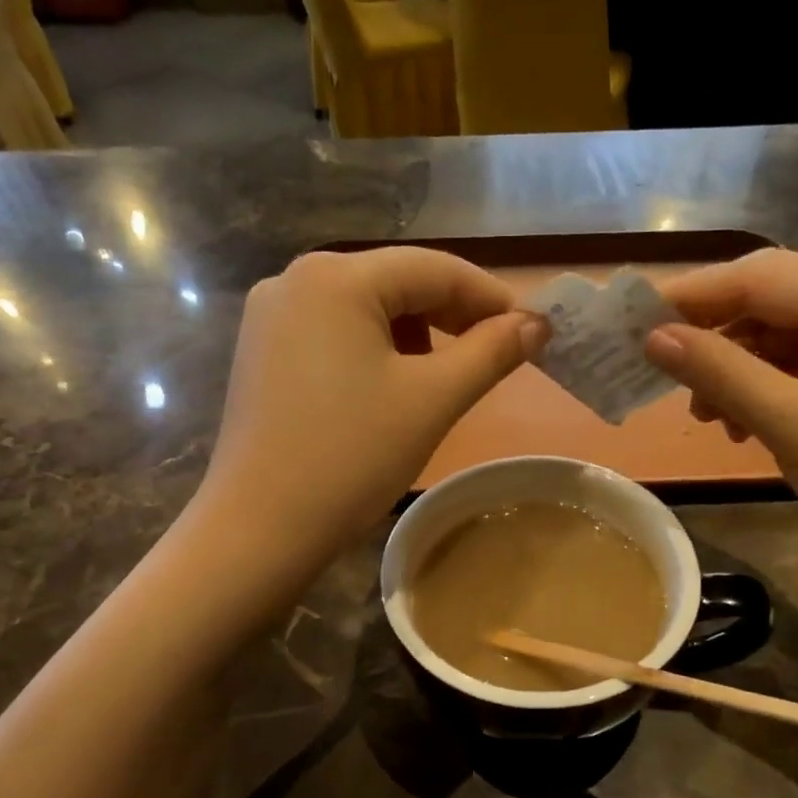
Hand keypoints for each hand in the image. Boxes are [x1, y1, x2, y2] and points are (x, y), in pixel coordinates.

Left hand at [201, 247, 543, 557]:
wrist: (260, 529)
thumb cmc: (352, 458)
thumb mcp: (432, 401)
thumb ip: (491, 352)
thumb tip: (537, 324)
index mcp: (335, 277)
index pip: (434, 268)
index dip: (490, 297)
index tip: (532, 330)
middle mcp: (295, 279)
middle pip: (396, 282)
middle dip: (452, 316)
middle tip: (497, 355)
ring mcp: (271, 316)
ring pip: (366, 309)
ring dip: (416, 334)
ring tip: (444, 378)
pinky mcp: (261, 351)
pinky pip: (335, 333)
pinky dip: (375, 350)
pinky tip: (390, 387)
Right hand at [646, 249, 797, 594]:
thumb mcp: (791, 424)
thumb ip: (720, 373)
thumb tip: (653, 336)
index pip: (762, 277)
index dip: (693, 295)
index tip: (635, 319)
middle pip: (770, 302)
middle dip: (712, 335)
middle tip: (661, 370)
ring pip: (779, 339)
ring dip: (732, 369)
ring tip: (704, 416)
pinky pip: (796, 370)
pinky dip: (759, 391)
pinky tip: (738, 425)